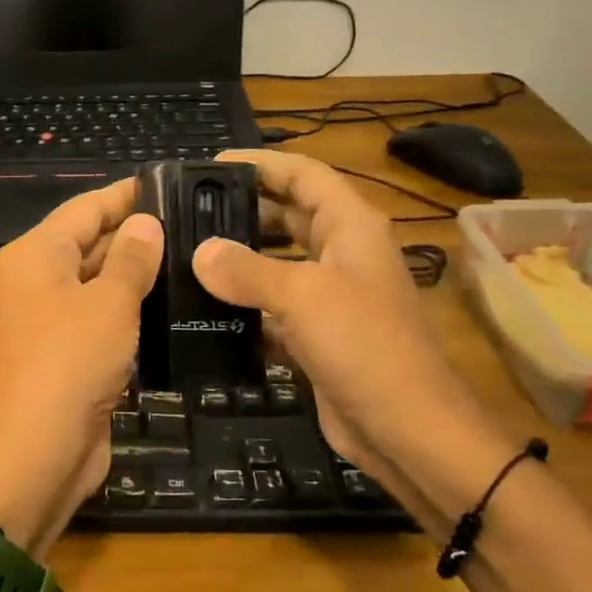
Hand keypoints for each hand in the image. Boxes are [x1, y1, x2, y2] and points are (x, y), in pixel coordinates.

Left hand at [0, 181, 163, 556]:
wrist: (38, 454)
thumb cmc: (70, 363)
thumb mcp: (108, 303)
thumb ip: (131, 259)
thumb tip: (146, 222)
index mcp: (37, 254)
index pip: (86, 207)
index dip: (128, 194)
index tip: (174, 184)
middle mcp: (39, 280)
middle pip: (91, 242)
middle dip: (139, 234)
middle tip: (199, 225)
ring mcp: (53, 320)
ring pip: (100, 283)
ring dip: (139, 276)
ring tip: (196, 260)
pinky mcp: (70, 355)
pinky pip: (104, 320)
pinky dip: (133, 312)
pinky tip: (176, 308)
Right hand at [192, 150, 513, 520]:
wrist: (406, 429)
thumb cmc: (364, 345)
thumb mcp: (304, 296)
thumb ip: (247, 269)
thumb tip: (200, 253)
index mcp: (350, 227)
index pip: (304, 174)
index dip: (262, 163)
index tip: (210, 165)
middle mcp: (340, 254)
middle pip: (288, 215)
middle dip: (242, 208)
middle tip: (186, 211)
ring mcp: (329, 297)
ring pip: (276, 264)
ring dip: (238, 259)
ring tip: (185, 253)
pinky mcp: (315, 336)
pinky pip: (272, 309)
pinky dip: (242, 307)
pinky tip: (203, 309)